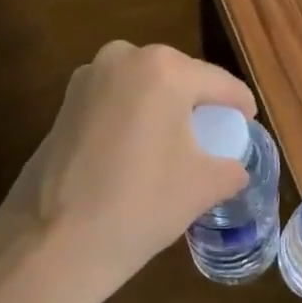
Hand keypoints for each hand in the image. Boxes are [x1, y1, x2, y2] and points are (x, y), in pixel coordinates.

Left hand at [0, 42, 256, 302]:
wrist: (51, 245)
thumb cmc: (138, 207)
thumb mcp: (202, 187)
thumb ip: (231, 168)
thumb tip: (234, 167)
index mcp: (165, 69)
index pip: (220, 84)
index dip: (241, 106)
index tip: (250, 124)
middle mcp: (125, 57)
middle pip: (181, 77)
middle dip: (199, 104)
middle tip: (215, 137)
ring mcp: (88, 77)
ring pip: (145, 87)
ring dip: (163, 108)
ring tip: (176, 144)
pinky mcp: (65, 102)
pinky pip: (116, 100)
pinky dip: (133, 117)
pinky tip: (137, 151)